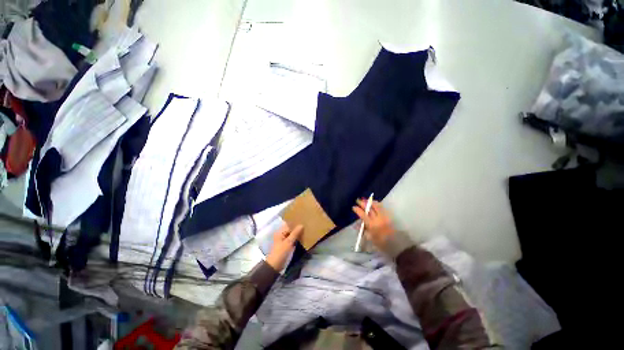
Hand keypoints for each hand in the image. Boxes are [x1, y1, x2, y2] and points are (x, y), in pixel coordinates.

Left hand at [265, 224, 303, 270]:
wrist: (275, 266)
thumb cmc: (281, 252)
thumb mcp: (288, 242)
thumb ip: (295, 233)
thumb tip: (301, 225)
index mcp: (280, 232)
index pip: (289, 225)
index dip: (295, 223)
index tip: (303, 221)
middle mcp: (281, 234)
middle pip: (290, 229)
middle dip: (297, 228)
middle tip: (306, 225)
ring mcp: (283, 240)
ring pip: (291, 234)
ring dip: (297, 233)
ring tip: (305, 230)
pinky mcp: (286, 245)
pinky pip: (292, 239)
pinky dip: (296, 238)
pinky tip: (302, 237)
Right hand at [352, 199, 395, 250]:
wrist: (397, 245)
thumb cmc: (382, 244)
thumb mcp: (370, 238)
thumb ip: (364, 229)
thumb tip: (357, 224)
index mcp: (372, 225)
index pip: (363, 214)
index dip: (357, 210)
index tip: (354, 207)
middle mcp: (378, 218)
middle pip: (369, 208)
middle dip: (363, 203)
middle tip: (358, 200)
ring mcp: (384, 216)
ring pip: (377, 205)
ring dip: (370, 202)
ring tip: (366, 200)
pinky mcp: (389, 216)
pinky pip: (382, 207)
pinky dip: (377, 204)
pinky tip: (375, 204)